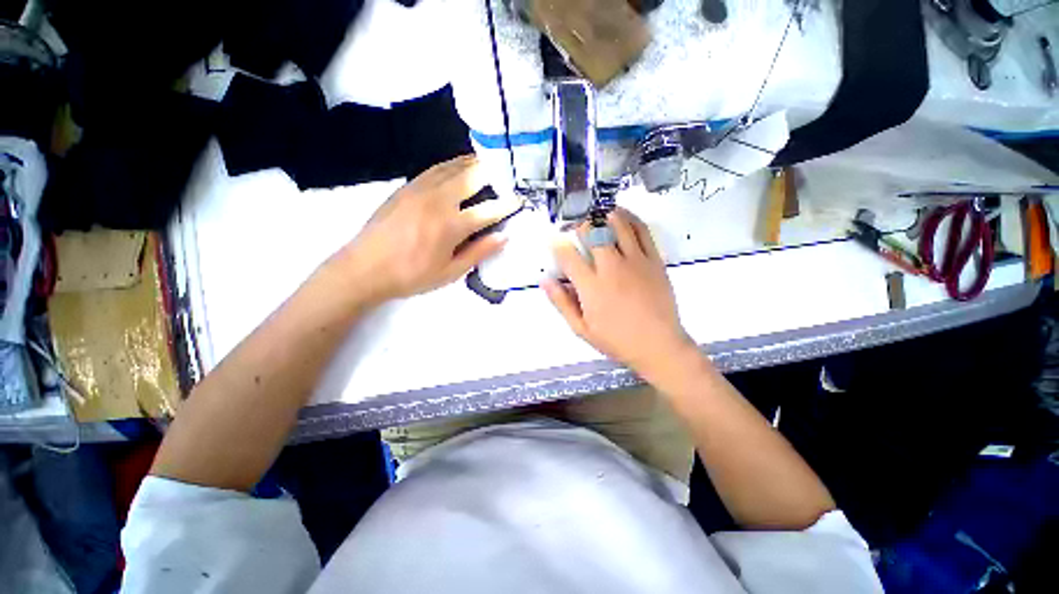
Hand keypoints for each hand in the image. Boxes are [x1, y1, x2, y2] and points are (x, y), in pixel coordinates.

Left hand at [332, 155, 517, 304]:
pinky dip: (451, 164)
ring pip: (452, 167)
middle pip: (471, 177)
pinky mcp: (406, 187)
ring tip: (487, 161)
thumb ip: (479, 252)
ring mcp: (420, 189)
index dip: (507, 204)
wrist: (364, 268)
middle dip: (492, 172)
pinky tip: (457, 166)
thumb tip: (504, 237)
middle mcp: (438, 200)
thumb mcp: (450, 273)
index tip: (520, 199)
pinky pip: (434, 169)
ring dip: (472, 163)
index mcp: (451, 225)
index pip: (489, 210)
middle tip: (507, 170)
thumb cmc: (411, 276)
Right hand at [543, 209, 696, 378]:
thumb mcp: (581, 328)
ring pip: (617, 225)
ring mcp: (636, 261)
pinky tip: (621, 215)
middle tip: (575, 225)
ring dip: (603, 215)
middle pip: (593, 232)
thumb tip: (545, 280)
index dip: (557, 244)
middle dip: (580, 224)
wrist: (658, 346)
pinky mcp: (654, 260)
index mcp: (591, 287)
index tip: (554, 241)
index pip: (568, 255)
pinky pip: (642, 230)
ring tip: (596, 214)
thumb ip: (562, 302)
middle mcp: (612, 268)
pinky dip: (630, 218)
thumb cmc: (616, 340)